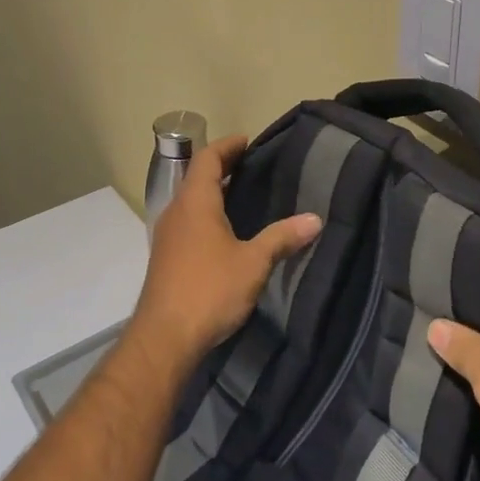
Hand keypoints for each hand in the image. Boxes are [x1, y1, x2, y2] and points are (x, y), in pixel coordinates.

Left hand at [131, 135, 321, 368]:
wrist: (164, 339)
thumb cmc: (209, 290)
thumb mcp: (253, 263)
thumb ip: (282, 237)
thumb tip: (315, 219)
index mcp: (195, 202)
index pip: (208, 158)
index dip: (228, 146)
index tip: (248, 141)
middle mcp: (177, 212)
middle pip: (197, 177)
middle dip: (222, 167)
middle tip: (253, 166)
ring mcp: (167, 236)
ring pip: (190, 201)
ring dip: (213, 192)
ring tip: (244, 196)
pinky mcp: (166, 258)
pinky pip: (187, 221)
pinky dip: (206, 214)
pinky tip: (226, 232)